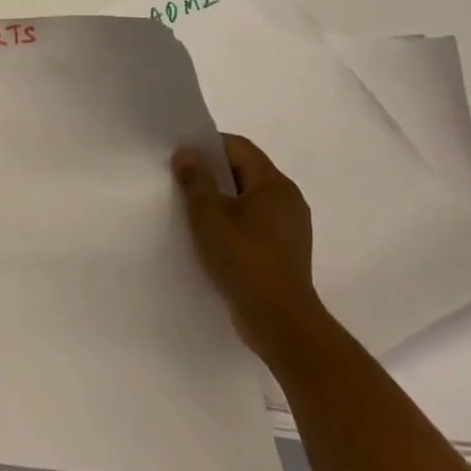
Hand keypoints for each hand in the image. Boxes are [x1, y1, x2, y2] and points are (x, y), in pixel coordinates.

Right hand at [172, 134, 325, 367]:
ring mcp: (290, 229)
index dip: (208, 146)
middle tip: (181, 183)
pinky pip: (254, 226)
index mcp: (274, 184)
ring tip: (191, 213)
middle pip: (245, 172)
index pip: (239, 147)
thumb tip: (187, 154)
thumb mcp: (209, 214)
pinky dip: (233, 225)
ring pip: (248, 201)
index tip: (181, 158)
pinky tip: (211, 240)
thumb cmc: (245, 259)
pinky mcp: (285, 254)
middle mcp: (288, 201)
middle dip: (212, 175)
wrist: (281, 323)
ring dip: (221, 202)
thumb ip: (196, 180)